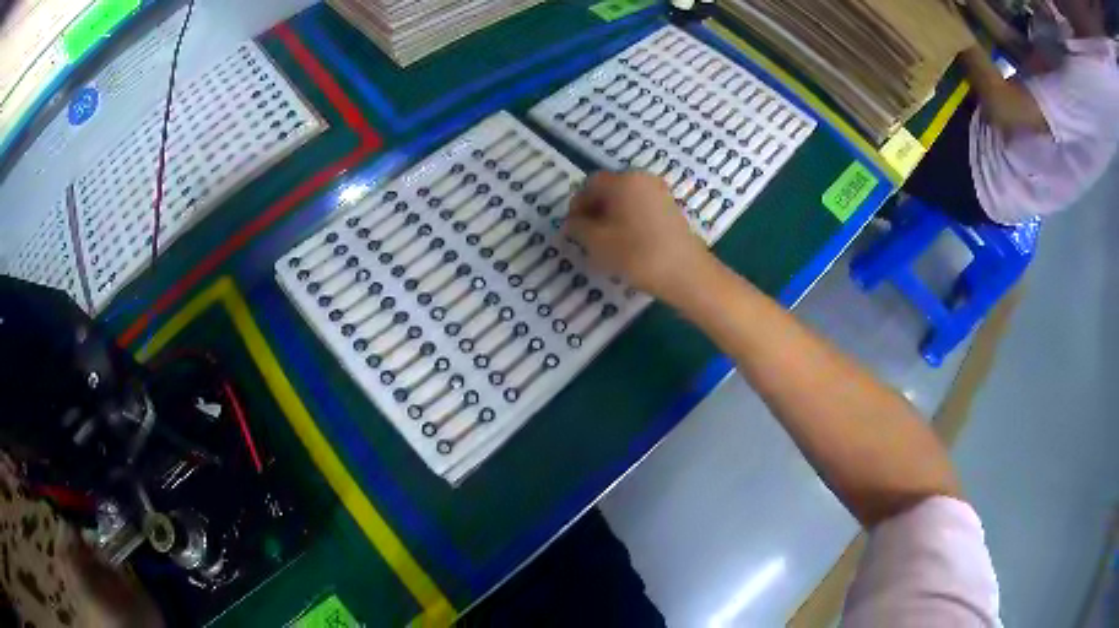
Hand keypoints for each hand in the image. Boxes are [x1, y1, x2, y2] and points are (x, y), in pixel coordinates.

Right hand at [565, 171, 715, 303]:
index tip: (572, 230)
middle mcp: (642, 178)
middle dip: (595, 210)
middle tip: (588, 237)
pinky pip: (642, 208)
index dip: (576, 206)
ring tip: (608, 243)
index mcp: (622, 180)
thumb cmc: (636, 254)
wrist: (685, 273)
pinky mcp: (671, 208)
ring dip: (613, 216)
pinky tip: (629, 243)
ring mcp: (660, 192)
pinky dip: (630, 220)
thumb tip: (572, 222)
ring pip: (626, 200)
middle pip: (609, 189)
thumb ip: (577, 227)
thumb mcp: (596, 242)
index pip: (589, 185)